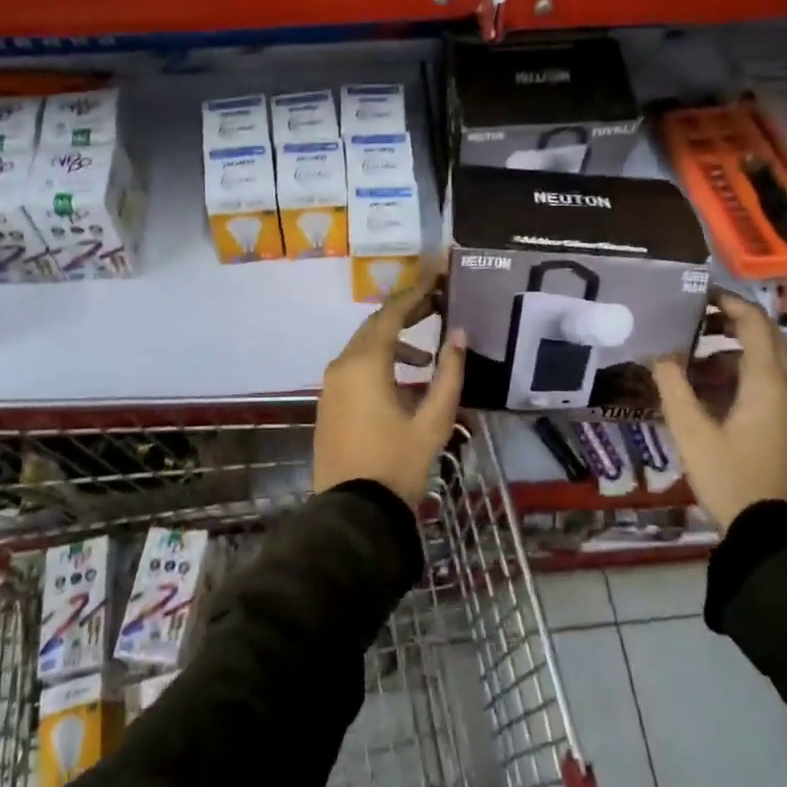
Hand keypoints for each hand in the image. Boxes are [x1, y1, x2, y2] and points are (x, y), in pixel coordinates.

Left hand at [315, 271, 466, 507]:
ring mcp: (331, 385)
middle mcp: (342, 366)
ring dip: (393, 341)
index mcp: (365, 364)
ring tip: (426, 355)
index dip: (415, 293)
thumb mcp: (433, 421)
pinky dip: (378, 362)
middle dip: (405, 313)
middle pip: (375, 326)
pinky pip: (354, 368)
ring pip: (363, 347)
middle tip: (435, 305)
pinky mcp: (328, 403)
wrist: (353, 512)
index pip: (391, 314)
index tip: (435, 275)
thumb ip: (449, 374)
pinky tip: (402, 382)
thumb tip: (458, 335)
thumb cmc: (397, 464)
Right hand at [650, 291, 786, 529]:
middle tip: (694, 321)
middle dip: (731, 323)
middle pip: (766, 338)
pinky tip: (710, 391)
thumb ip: (672, 385)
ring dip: (733, 351)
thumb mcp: (690, 431)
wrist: (770, 531)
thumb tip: (660, 354)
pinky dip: (741, 374)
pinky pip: (768, 383)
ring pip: (767, 361)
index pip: (754, 324)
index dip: (729, 303)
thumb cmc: (729, 476)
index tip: (699, 295)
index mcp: (767, 382)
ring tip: (692, 360)